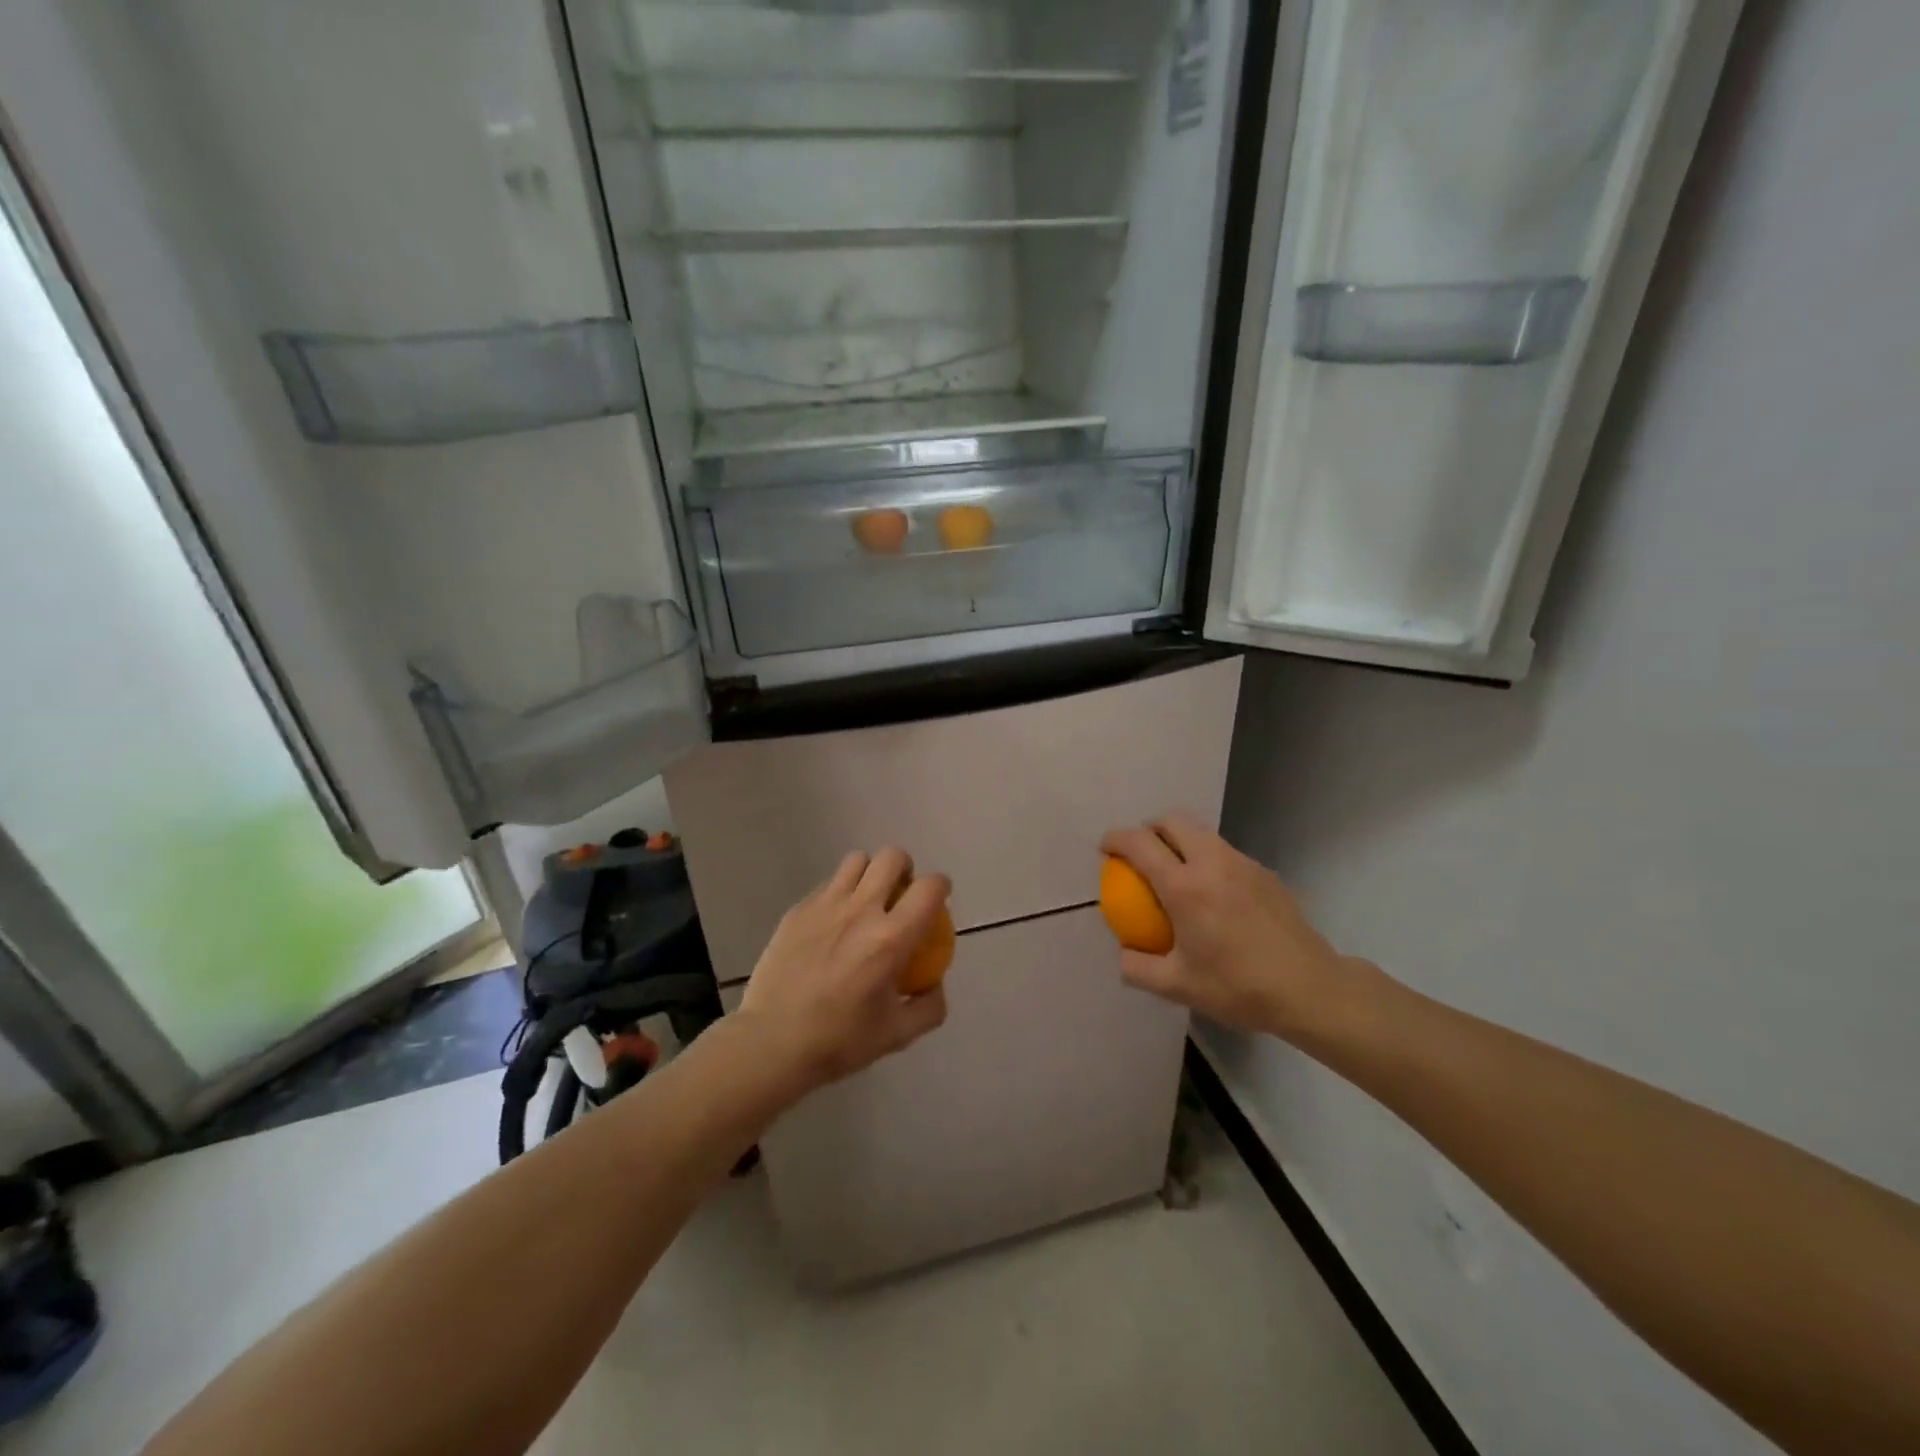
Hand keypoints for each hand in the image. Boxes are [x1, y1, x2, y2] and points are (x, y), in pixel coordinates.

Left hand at [736, 847, 950, 1093]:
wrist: (771, 1043)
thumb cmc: (838, 1041)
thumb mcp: (898, 1035)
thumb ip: (929, 1006)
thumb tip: (935, 982)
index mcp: (892, 938)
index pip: (929, 888)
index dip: (941, 886)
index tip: (939, 899)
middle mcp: (861, 910)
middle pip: (892, 857)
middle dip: (905, 868)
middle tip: (901, 893)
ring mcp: (825, 905)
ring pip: (857, 860)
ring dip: (870, 873)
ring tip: (867, 900)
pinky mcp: (798, 910)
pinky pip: (828, 884)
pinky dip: (840, 893)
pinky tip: (833, 924)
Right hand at [1100, 812, 1372, 1043]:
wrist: (1310, 989)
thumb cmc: (1238, 987)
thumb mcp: (1177, 986)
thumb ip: (1138, 968)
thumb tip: (1124, 952)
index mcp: (1184, 886)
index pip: (1139, 844)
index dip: (1115, 840)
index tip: (1105, 850)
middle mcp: (1211, 862)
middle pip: (1172, 821)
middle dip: (1149, 829)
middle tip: (1140, 856)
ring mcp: (1242, 863)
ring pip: (1202, 832)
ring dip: (1179, 841)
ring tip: (1175, 872)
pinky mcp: (1264, 872)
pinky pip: (1225, 852)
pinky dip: (1207, 858)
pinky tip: (1213, 895)